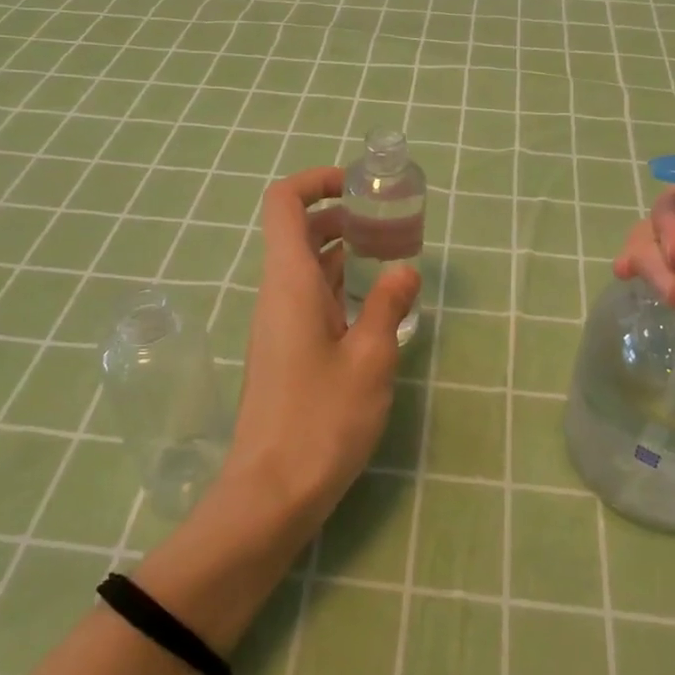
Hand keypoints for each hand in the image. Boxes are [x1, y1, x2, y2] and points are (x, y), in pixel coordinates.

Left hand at [224, 167, 420, 536]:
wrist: (271, 494)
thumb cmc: (321, 420)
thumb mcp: (370, 359)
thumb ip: (387, 305)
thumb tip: (404, 270)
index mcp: (289, 281)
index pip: (284, 202)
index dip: (317, 181)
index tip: (359, 187)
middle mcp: (277, 293)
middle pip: (298, 229)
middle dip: (342, 215)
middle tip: (389, 223)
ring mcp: (278, 322)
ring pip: (306, 266)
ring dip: (344, 251)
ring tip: (391, 257)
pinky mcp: (285, 349)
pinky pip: (310, 298)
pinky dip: (339, 285)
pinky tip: (374, 305)